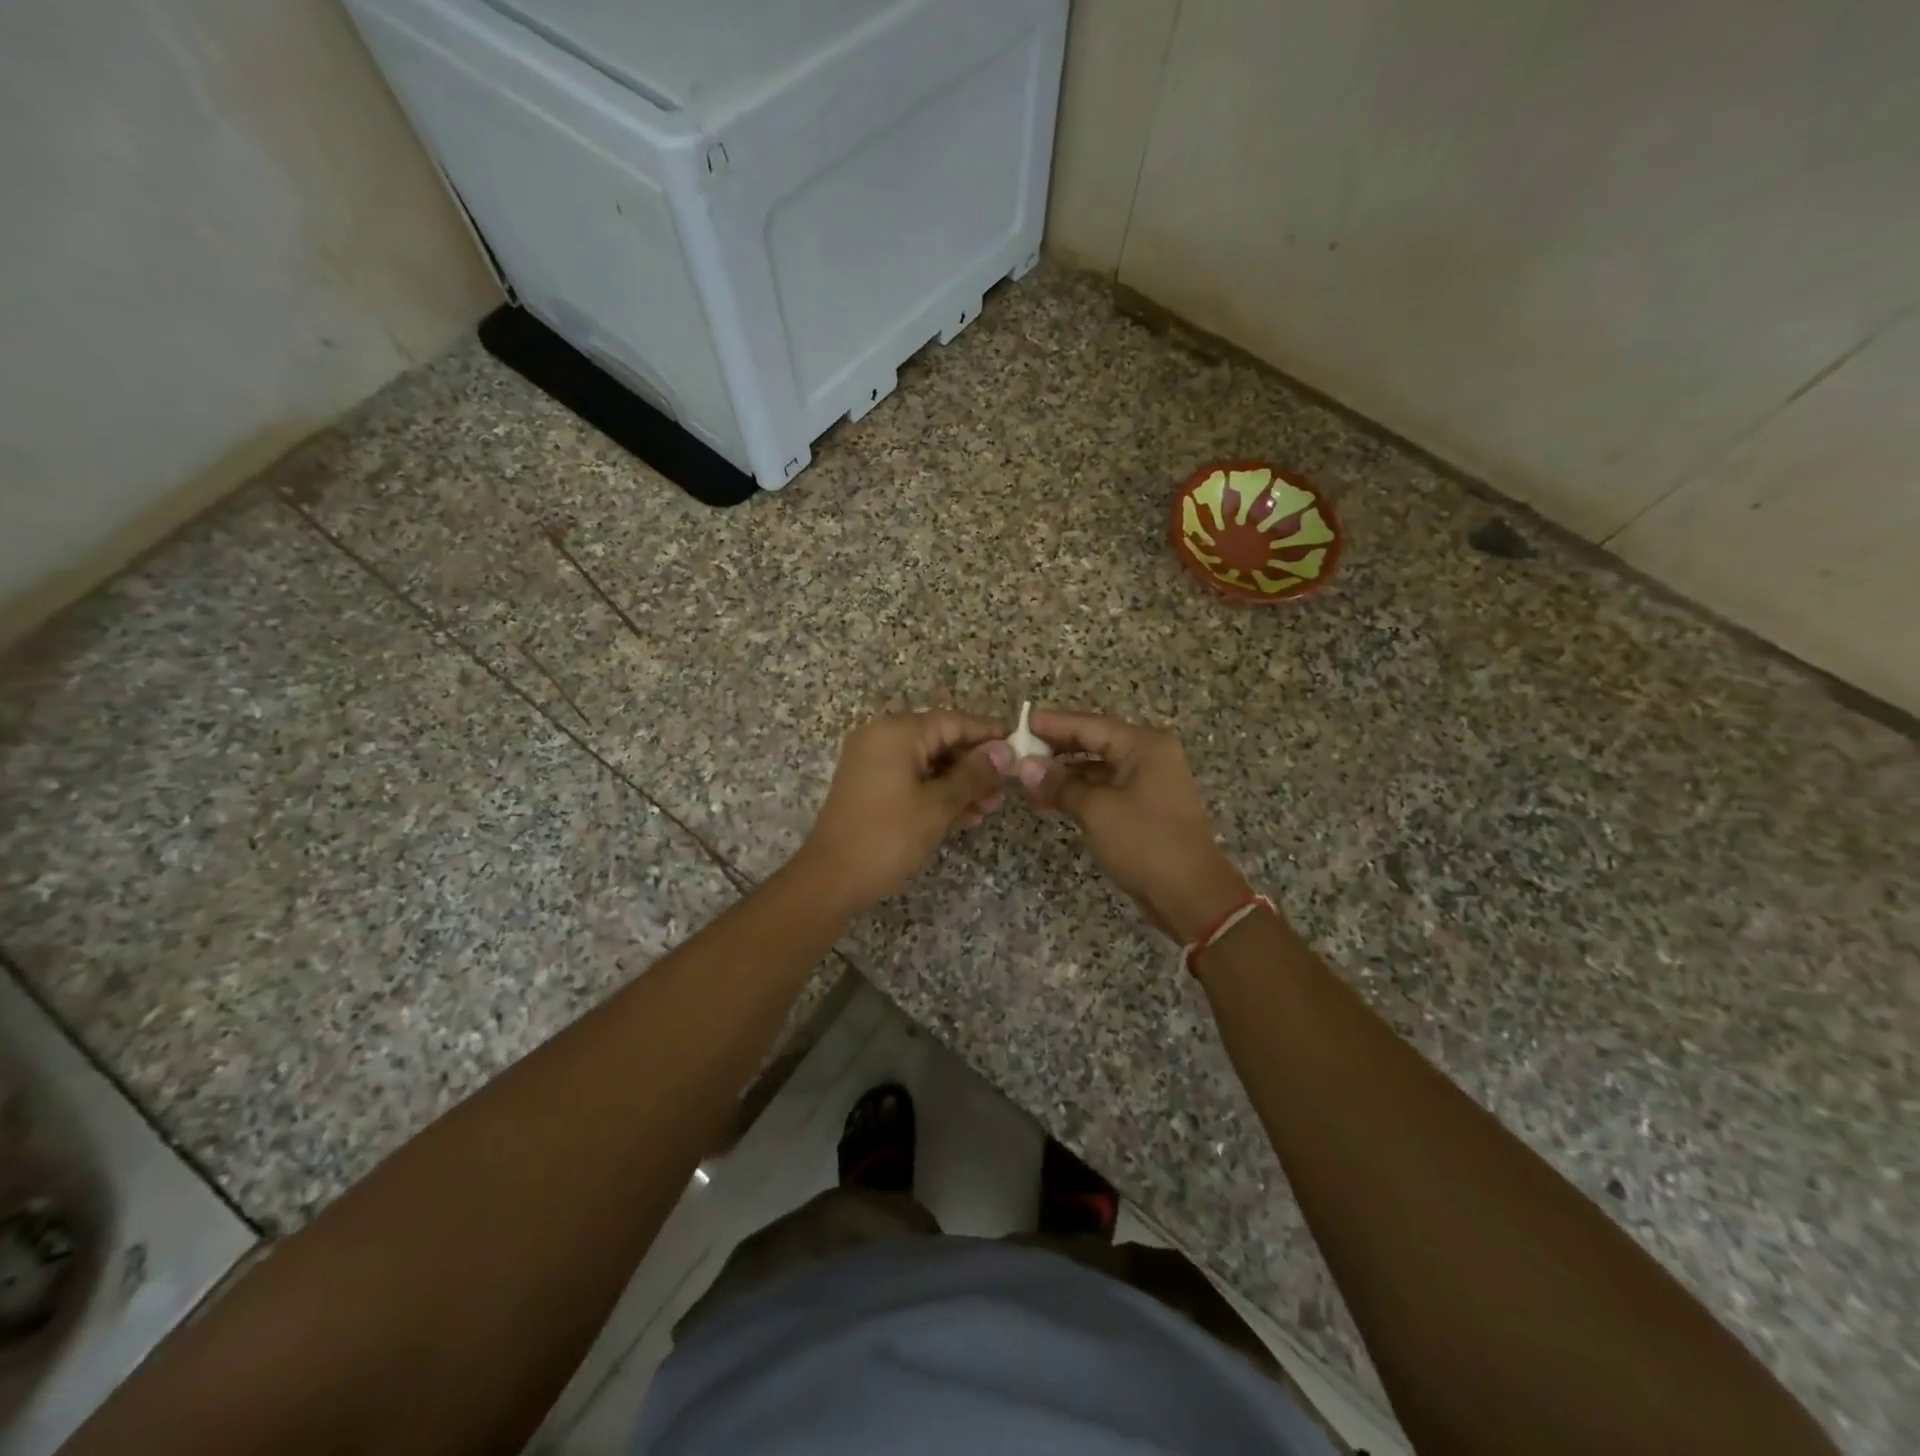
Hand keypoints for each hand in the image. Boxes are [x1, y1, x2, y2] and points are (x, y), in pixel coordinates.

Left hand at [797, 711, 1013, 914]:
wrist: (831, 879)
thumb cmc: (888, 837)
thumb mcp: (938, 805)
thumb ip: (974, 775)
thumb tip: (1006, 751)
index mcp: (896, 733)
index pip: (953, 721)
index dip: (987, 734)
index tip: (1019, 746)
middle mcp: (882, 738)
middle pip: (940, 741)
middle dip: (975, 765)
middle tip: (1006, 788)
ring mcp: (873, 763)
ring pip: (928, 763)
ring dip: (959, 783)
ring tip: (990, 807)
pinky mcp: (870, 786)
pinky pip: (911, 779)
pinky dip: (936, 793)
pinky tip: (965, 815)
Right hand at [1018, 710, 1248, 941]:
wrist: (1190, 895)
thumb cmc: (1145, 843)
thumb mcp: (1097, 810)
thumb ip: (1059, 784)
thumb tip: (1024, 766)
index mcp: (1143, 745)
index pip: (1087, 724)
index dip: (1050, 724)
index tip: (1016, 723)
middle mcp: (1147, 755)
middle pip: (1091, 742)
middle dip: (1053, 749)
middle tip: (1014, 752)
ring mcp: (1146, 781)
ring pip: (1094, 767)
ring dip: (1062, 774)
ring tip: (1024, 780)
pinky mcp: (1141, 806)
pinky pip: (1102, 789)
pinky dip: (1076, 793)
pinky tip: (1046, 801)